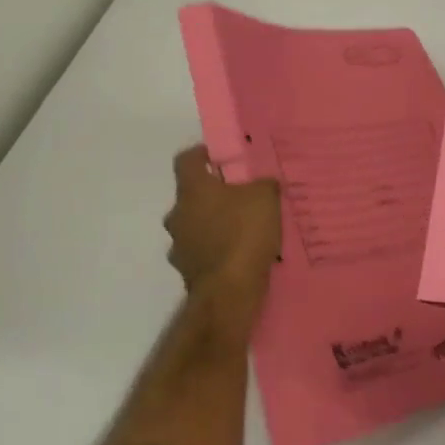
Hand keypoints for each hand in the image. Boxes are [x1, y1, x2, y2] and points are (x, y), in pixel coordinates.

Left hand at [164, 146, 281, 333]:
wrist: (230, 291)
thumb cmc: (244, 232)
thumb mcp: (266, 197)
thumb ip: (263, 184)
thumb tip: (262, 183)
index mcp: (192, 190)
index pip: (186, 161)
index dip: (202, 154)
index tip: (220, 156)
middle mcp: (178, 215)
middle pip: (191, 196)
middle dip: (213, 195)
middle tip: (241, 196)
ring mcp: (179, 245)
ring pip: (196, 226)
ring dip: (214, 225)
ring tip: (244, 229)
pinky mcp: (188, 272)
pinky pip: (203, 252)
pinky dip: (217, 250)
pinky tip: (241, 254)